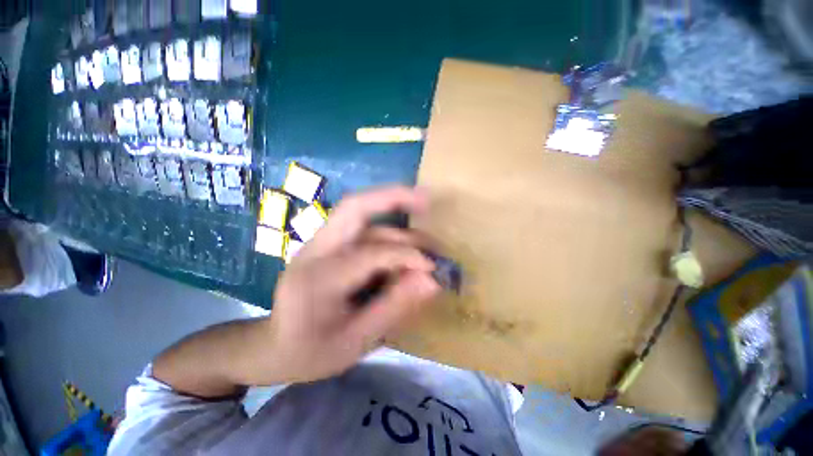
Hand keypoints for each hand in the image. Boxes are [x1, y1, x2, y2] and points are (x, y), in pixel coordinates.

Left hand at [267, 186, 441, 382]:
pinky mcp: (325, 244)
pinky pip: (359, 225)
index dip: (408, 256)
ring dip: (395, 215)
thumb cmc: (310, 353)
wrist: (272, 348)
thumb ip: (395, 308)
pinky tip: (402, 241)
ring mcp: (318, 243)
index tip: (434, 268)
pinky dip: (385, 227)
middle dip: (393, 196)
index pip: (371, 253)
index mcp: (317, 280)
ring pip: (359, 213)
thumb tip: (432, 280)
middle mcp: (315, 251)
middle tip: (426, 199)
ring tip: (422, 232)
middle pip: (354, 206)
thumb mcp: (355, 342)